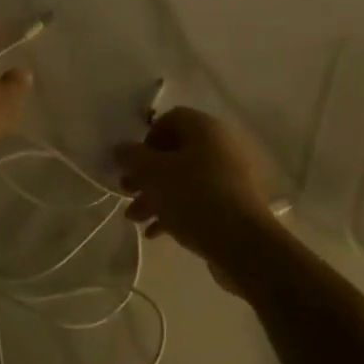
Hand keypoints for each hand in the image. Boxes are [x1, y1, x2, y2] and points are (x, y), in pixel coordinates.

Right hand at [114, 108, 278, 270]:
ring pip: (184, 179)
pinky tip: (155, 232)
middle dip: (146, 174)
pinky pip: (199, 200)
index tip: (133, 163)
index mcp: (205, 129)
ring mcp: (231, 177)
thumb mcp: (153, 174)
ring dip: (155, 196)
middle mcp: (222, 146)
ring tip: (135, 218)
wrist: (243, 244)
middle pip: (175, 152)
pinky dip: (175, 211)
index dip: (146, 138)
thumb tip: (120, 149)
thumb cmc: (194, 197)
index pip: (170, 119)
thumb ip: (132, 157)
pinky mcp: (234, 205)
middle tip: (127, 191)